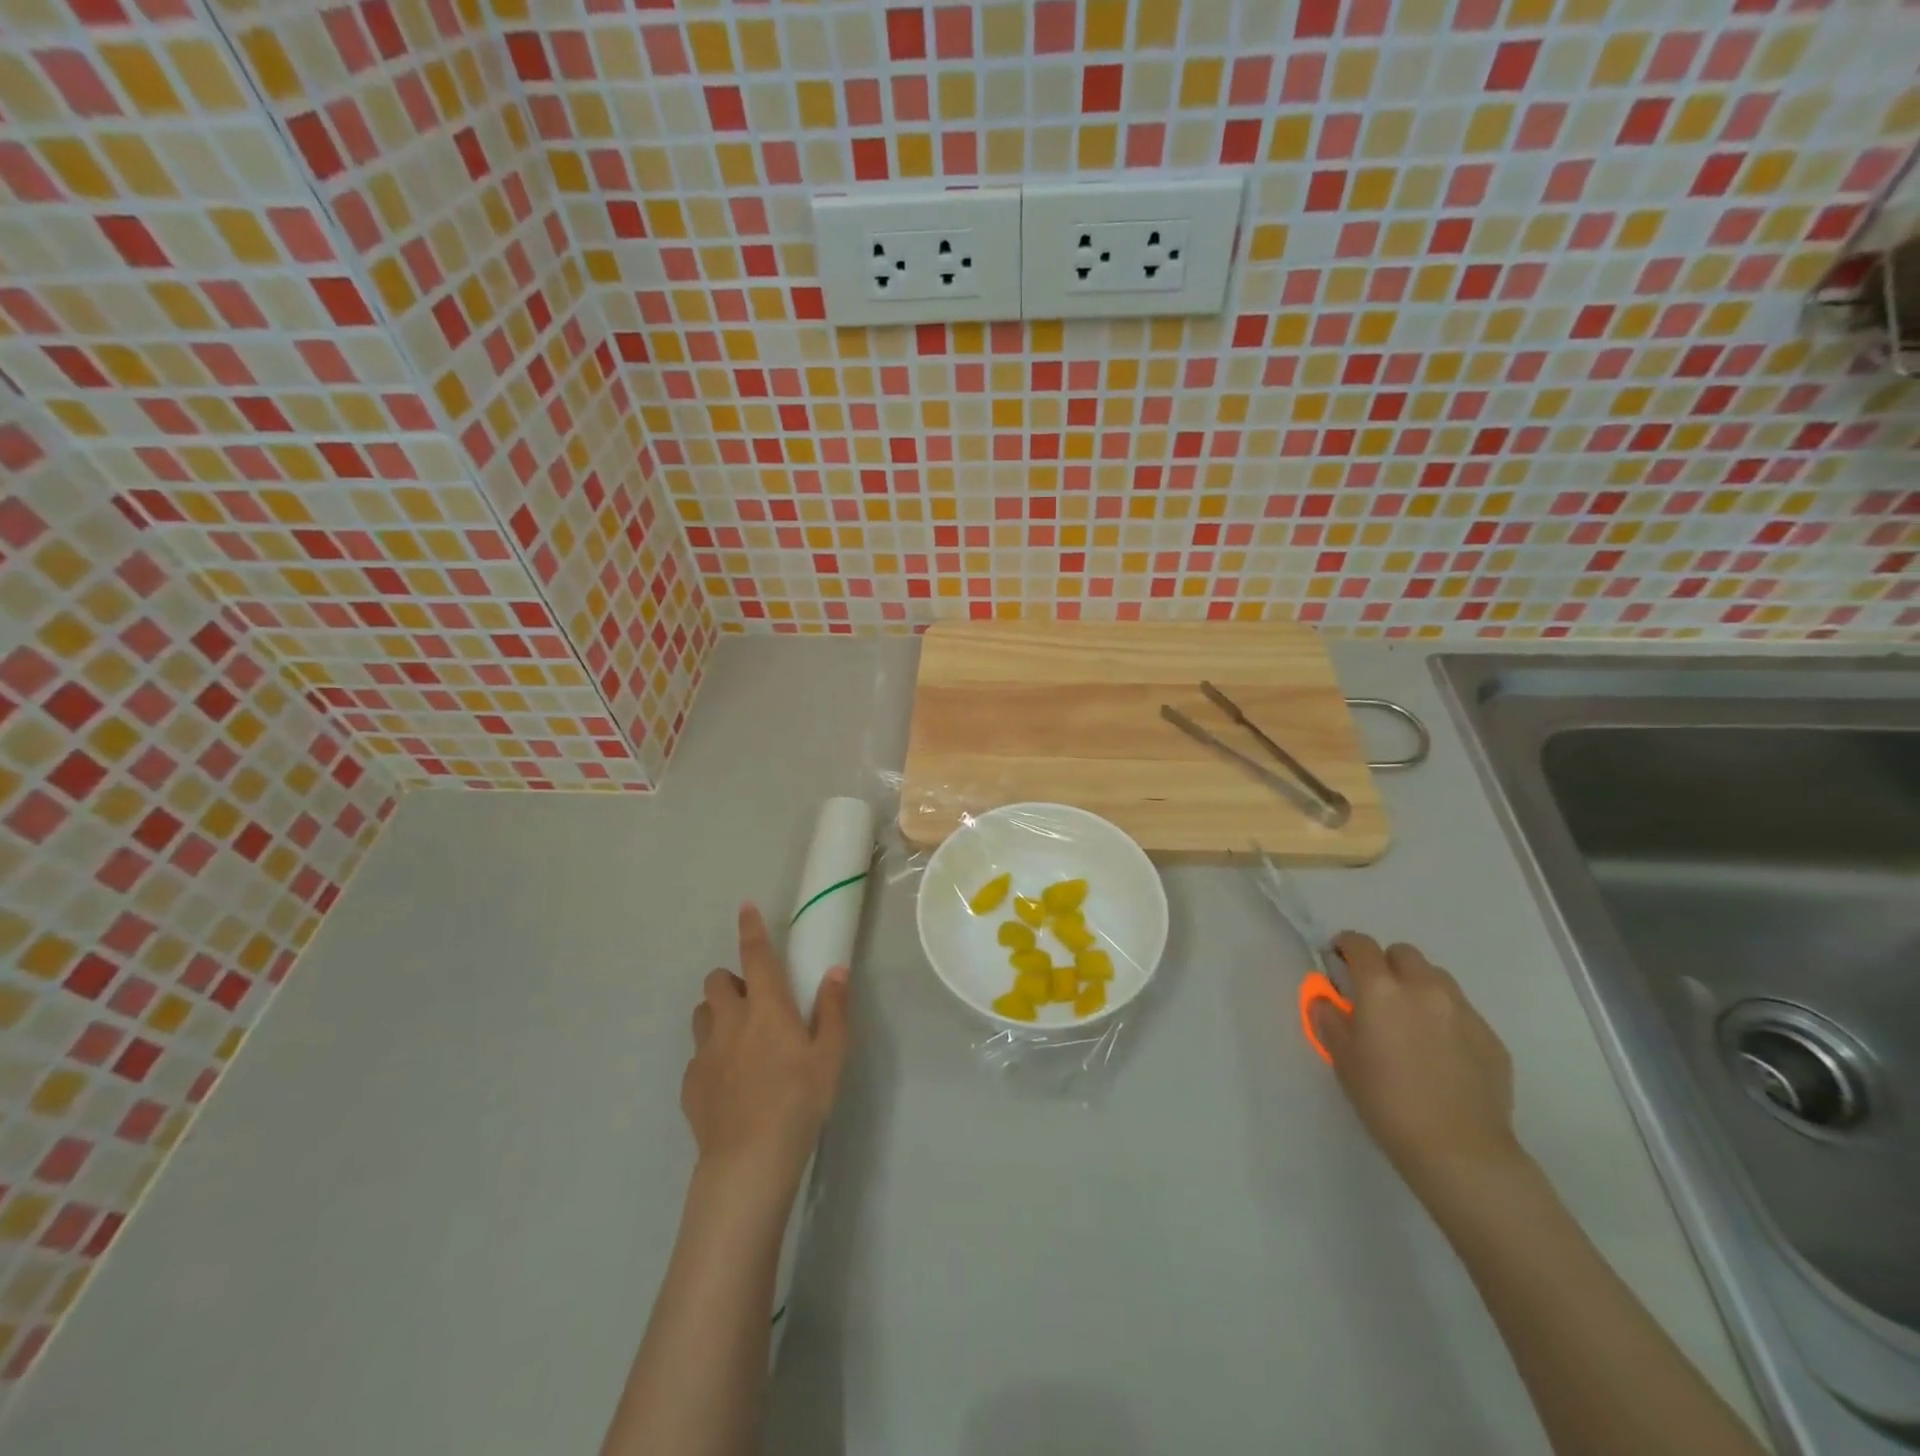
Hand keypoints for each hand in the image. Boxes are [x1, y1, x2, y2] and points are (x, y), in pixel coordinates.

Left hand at [682, 904, 850, 1189]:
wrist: (749, 1160)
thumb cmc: (799, 1101)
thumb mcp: (830, 1055)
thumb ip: (832, 1008)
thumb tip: (835, 970)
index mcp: (766, 1007)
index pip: (755, 955)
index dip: (750, 929)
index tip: (744, 908)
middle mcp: (730, 1020)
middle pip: (716, 981)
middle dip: (731, 980)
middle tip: (754, 1001)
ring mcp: (705, 1052)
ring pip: (701, 1013)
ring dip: (717, 1013)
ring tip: (739, 1036)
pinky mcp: (690, 1083)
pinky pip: (697, 1055)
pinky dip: (711, 1054)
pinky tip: (730, 1081)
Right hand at [1312, 933, 1524, 1200]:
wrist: (1460, 1151)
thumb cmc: (1387, 1101)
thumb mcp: (1342, 1059)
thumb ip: (1329, 1019)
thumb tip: (1325, 1000)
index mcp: (1381, 989)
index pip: (1360, 944)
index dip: (1345, 946)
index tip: (1337, 960)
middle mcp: (1424, 988)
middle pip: (1403, 953)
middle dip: (1385, 964)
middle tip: (1375, 995)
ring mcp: (1463, 1011)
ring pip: (1436, 978)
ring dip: (1418, 986)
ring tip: (1410, 1021)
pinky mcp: (1491, 1037)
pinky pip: (1461, 1011)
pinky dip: (1445, 1017)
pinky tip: (1440, 1052)